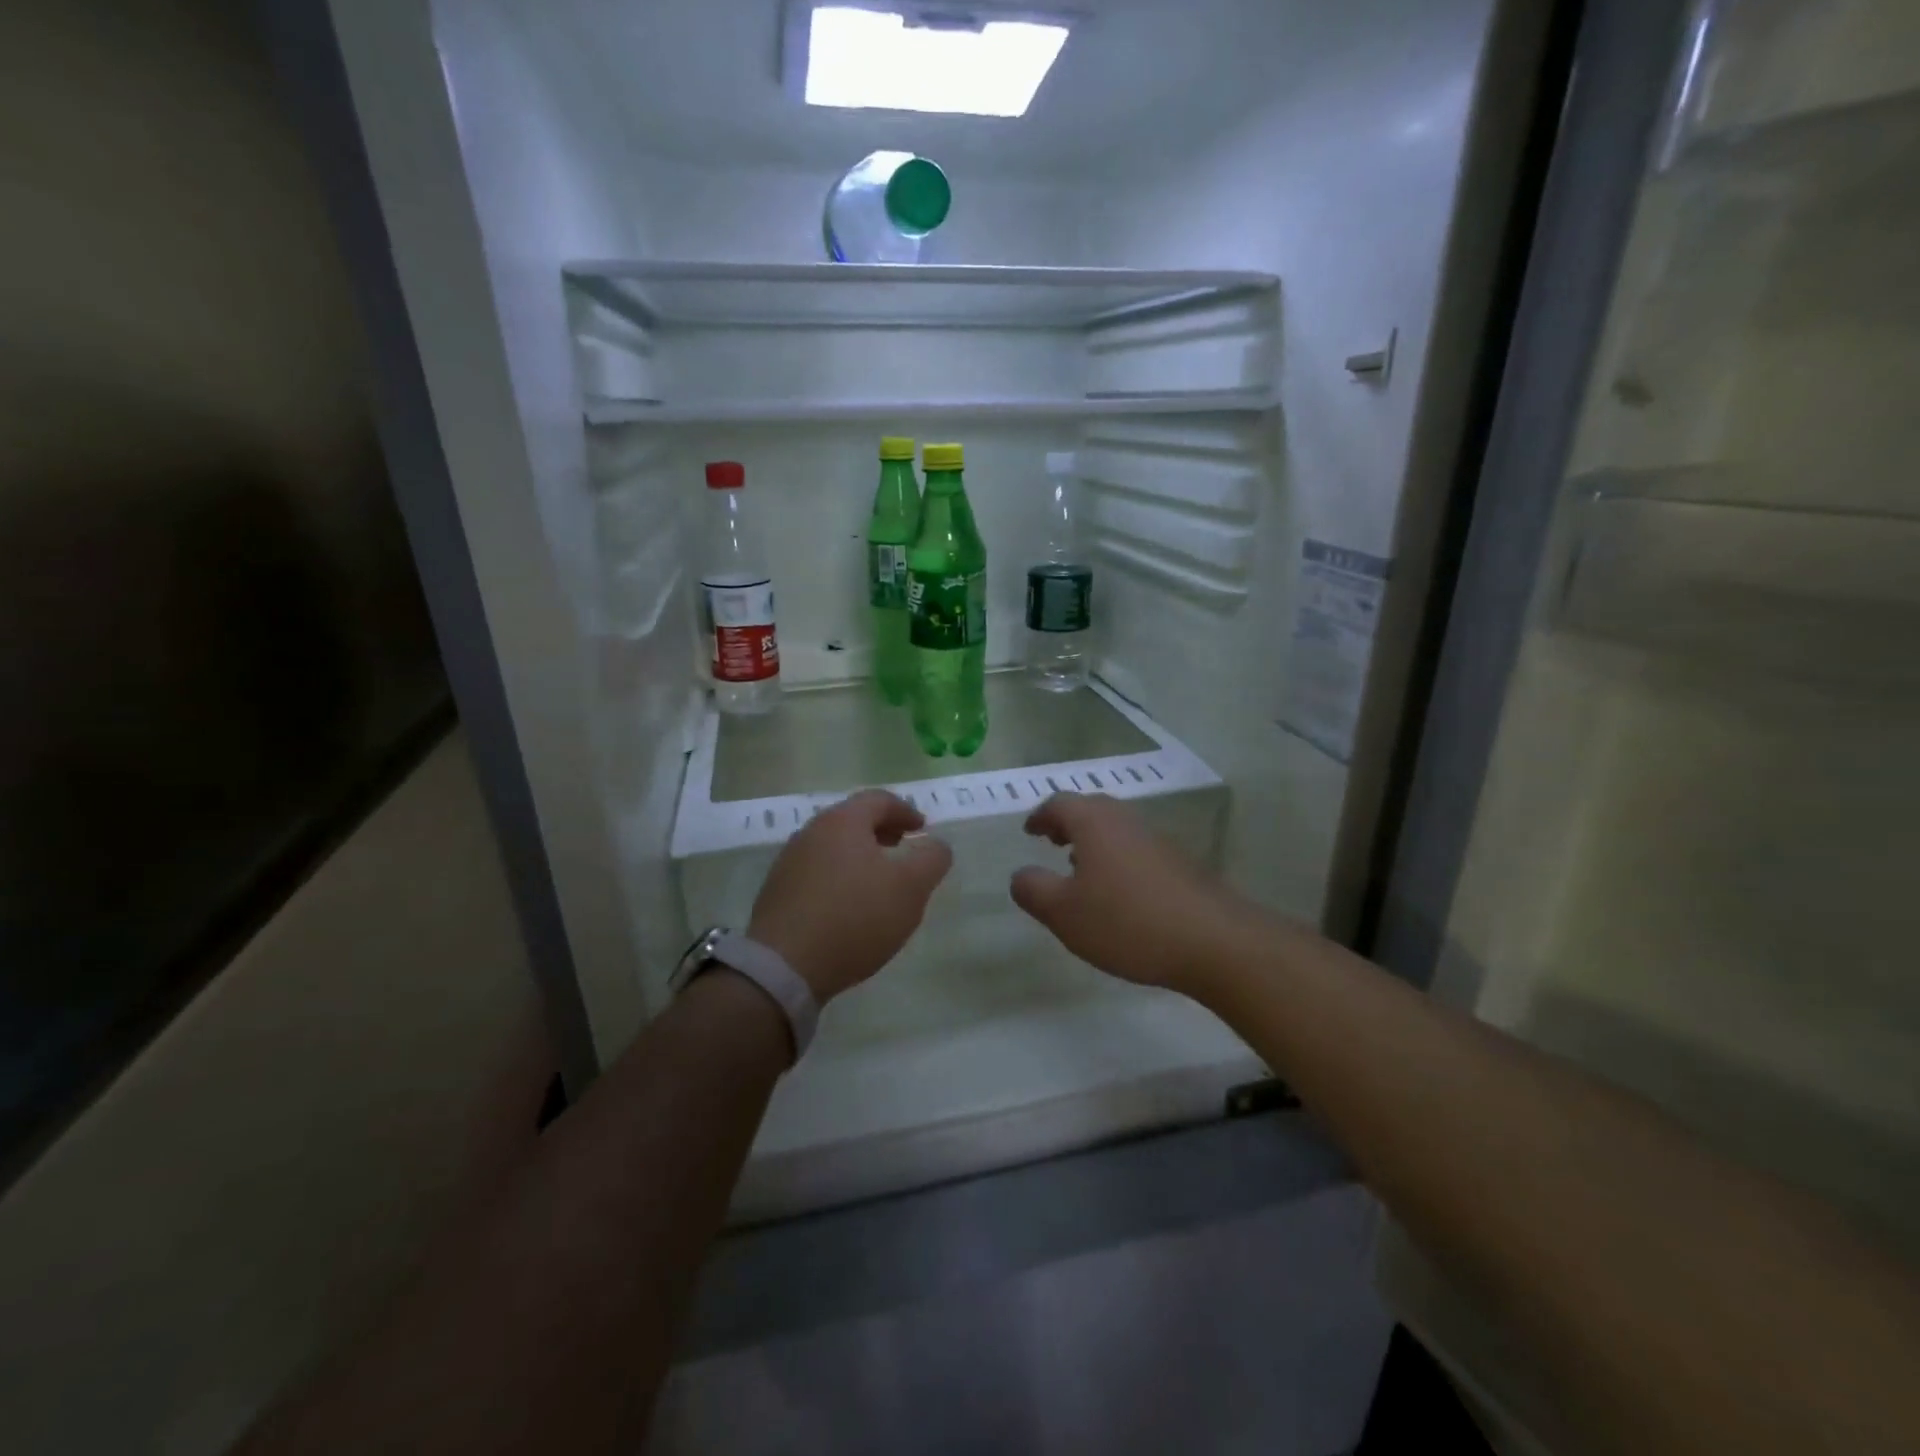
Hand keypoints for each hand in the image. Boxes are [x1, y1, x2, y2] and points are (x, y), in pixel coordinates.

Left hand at [748, 790, 952, 1002]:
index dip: (906, 811)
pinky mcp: (777, 893)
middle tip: (902, 851)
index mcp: (843, 821)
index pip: (879, 799)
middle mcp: (811, 832)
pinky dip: (839, 878)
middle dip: (882, 832)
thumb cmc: (855, 917)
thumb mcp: (910, 887)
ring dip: (859, 857)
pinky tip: (848, 908)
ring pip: (833, 847)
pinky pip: (817, 873)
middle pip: (853, 820)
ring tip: (878, 883)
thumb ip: (931, 859)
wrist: (785, 966)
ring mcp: (789, 862)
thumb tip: (936, 845)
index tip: (922, 831)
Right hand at [1010, 793, 1249, 994]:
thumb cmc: (1127, 922)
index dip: (1040, 816)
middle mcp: (1126, 821)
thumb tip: (1021, 875)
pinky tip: (1119, 894)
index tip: (1029, 832)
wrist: (1213, 941)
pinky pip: (1137, 850)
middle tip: (1052, 843)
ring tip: (1080, 870)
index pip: (1060, 804)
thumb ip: (1033, 890)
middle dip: (1068, 824)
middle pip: (1091, 809)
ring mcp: (1158, 841)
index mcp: (1094, 823)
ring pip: (1117, 830)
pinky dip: (1118, 860)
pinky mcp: (1180, 864)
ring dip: (1094, 842)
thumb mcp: (1064, 913)